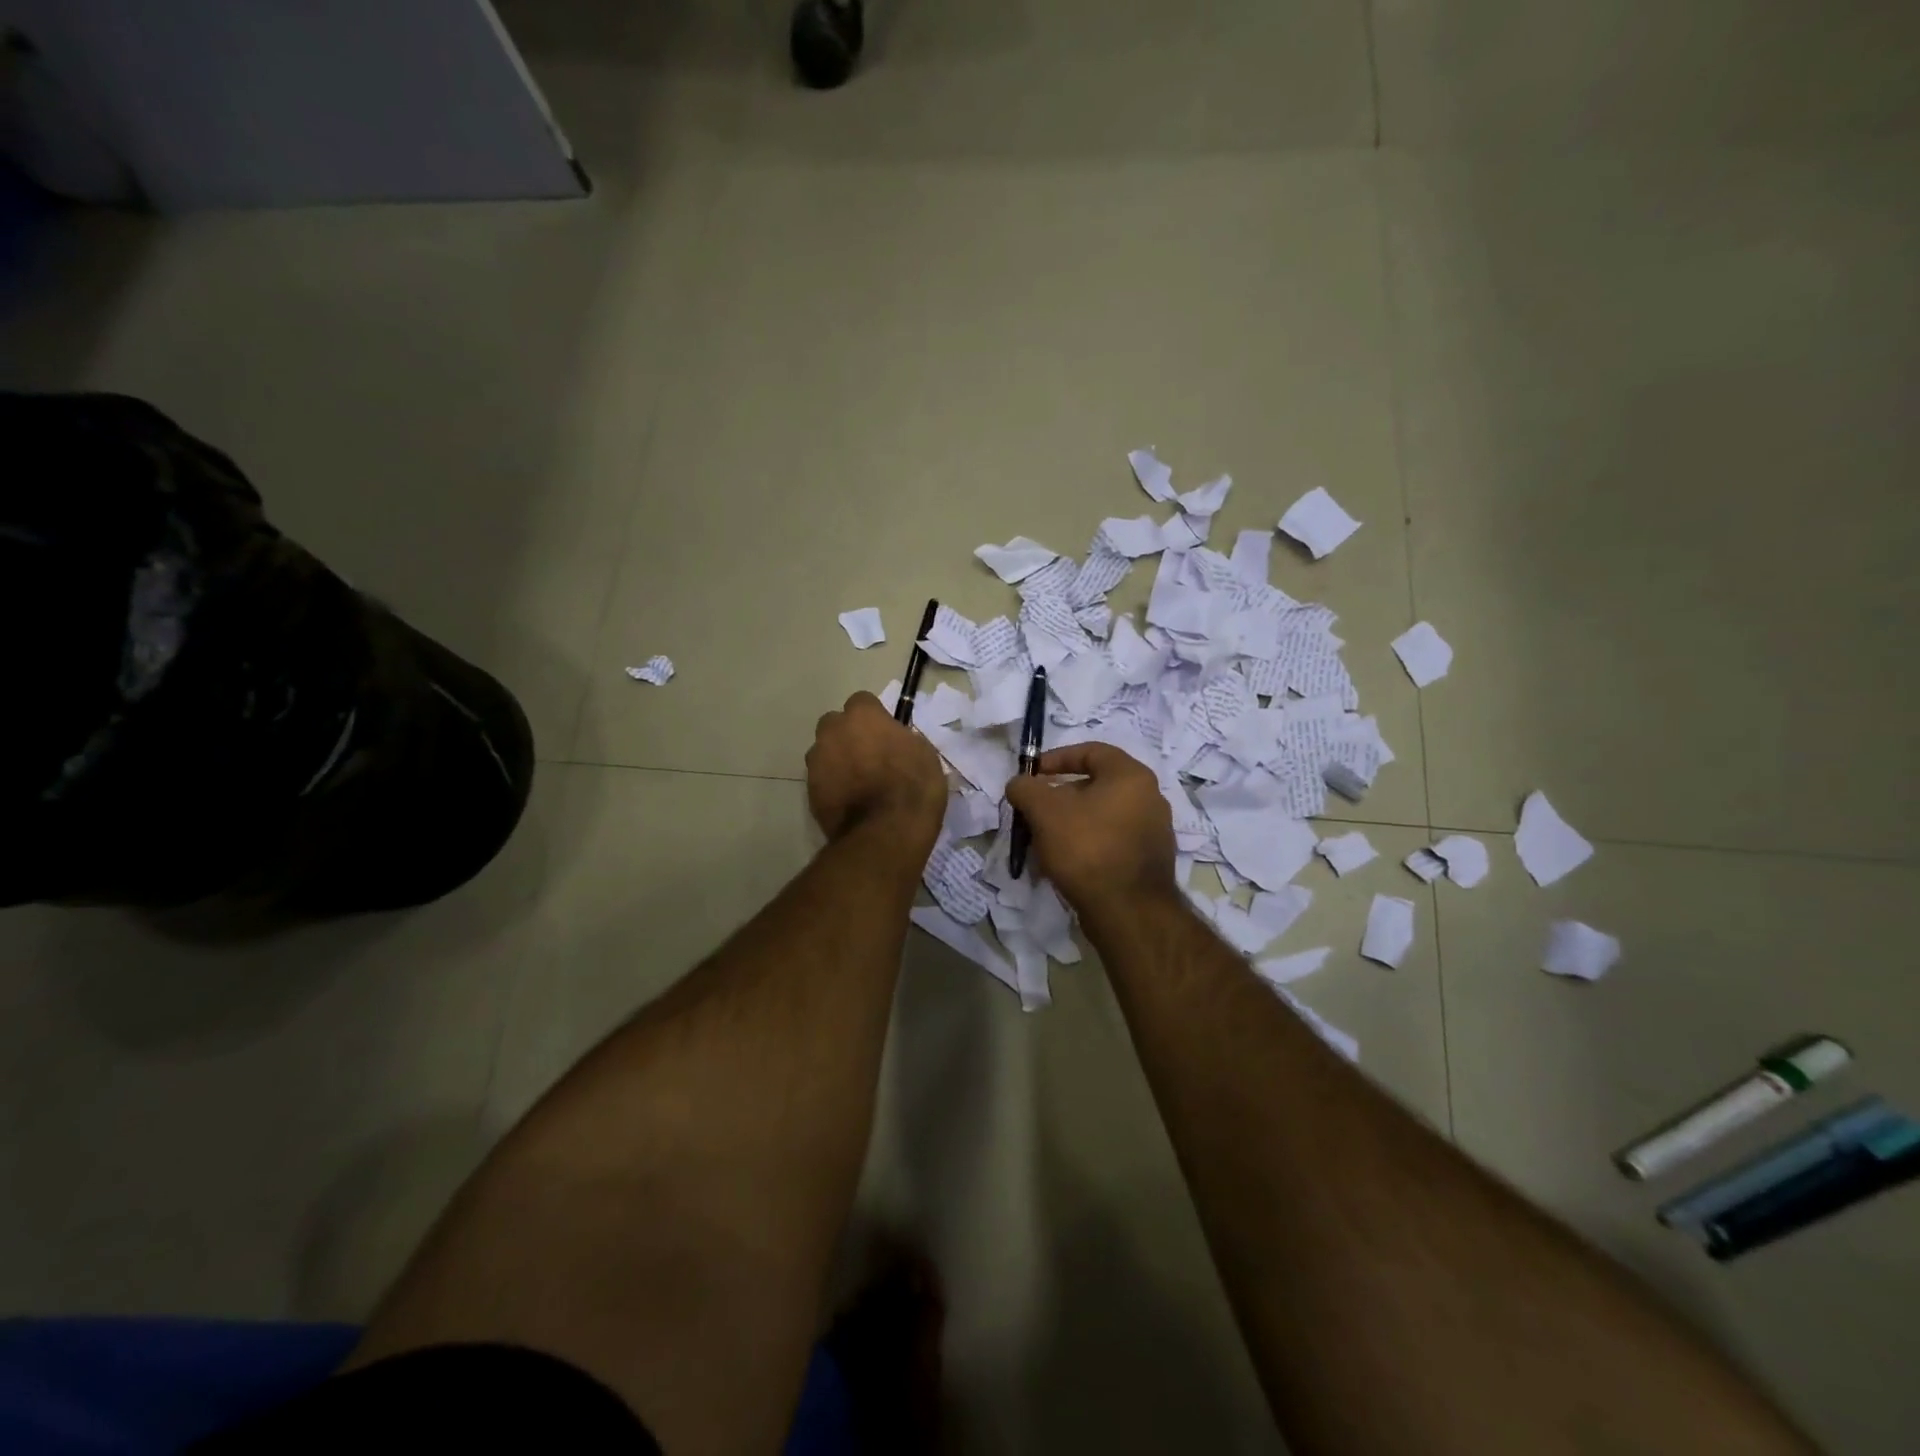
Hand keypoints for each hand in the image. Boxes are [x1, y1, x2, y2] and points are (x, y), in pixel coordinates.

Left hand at [806, 692, 946, 848]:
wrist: (885, 833)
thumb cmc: (913, 787)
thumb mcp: (923, 753)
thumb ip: (901, 739)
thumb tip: (893, 741)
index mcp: (862, 715)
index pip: (862, 701)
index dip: (873, 717)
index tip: (885, 733)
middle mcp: (833, 731)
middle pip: (835, 723)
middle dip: (847, 734)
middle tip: (868, 755)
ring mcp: (817, 761)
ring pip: (823, 751)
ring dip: (836, 759)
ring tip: (856, 782)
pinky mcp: (809, 790)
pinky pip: (821, 779)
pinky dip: (832, 785)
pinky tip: (849, 801)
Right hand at [1003, 743, 1175, 913]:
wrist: (1128, 911)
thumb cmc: (1087, 848)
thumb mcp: (1044, 811)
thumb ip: (1026, 788)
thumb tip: (1019, 784)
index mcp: (1131, 776)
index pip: (1090, 751)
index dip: (1056, 758)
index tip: (1032, 775)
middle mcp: (1150, 797)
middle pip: (1094, 786)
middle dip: (1058, 797)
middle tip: (1033, 812)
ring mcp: (1153, 831)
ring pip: (1100, 816)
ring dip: (1068, 824)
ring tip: (1042, 842)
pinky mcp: (1149, 861)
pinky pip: (1110, 841)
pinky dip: (1085, 845)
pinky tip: (1063, 864)